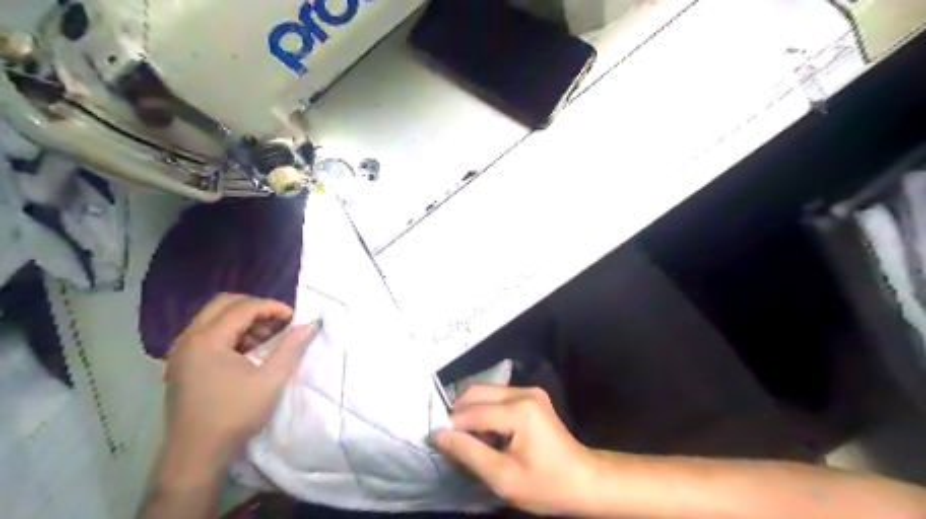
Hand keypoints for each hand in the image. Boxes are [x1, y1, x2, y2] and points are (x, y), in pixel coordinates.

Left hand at [160, 293, 316, 467]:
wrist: (195, 454)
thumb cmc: (234, 414)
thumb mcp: (271, 380)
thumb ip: (291, 348)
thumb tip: (311, 325)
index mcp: (206, 340)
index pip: (243, 308)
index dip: (273, 307)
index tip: (295, 319)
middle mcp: (188, 339)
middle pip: (224, 304)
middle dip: (256, 307)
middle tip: (280, 322)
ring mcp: (182, 352)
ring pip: (215, 318)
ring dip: (244, 320)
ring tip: (268, 337)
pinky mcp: (183, 364)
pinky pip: (208, 334)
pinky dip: (231, 333)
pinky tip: (249, 351)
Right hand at [435, 384, 599, 513]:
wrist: (585, 481)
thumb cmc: (546, 485)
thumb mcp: (503, 478)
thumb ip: (468, 453)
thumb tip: (438, 435)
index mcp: (519, 410)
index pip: (472, 413)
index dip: (451, 427)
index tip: (435, 443)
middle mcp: (523, 392)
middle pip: (476, 393)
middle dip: (459, 414)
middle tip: (450, 440)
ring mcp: (529, 391)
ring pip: (485, 392)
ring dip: (471, 412)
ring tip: (468, 438)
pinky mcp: (531, 395)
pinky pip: (497, 396)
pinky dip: (484, 411)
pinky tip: (486, 432)